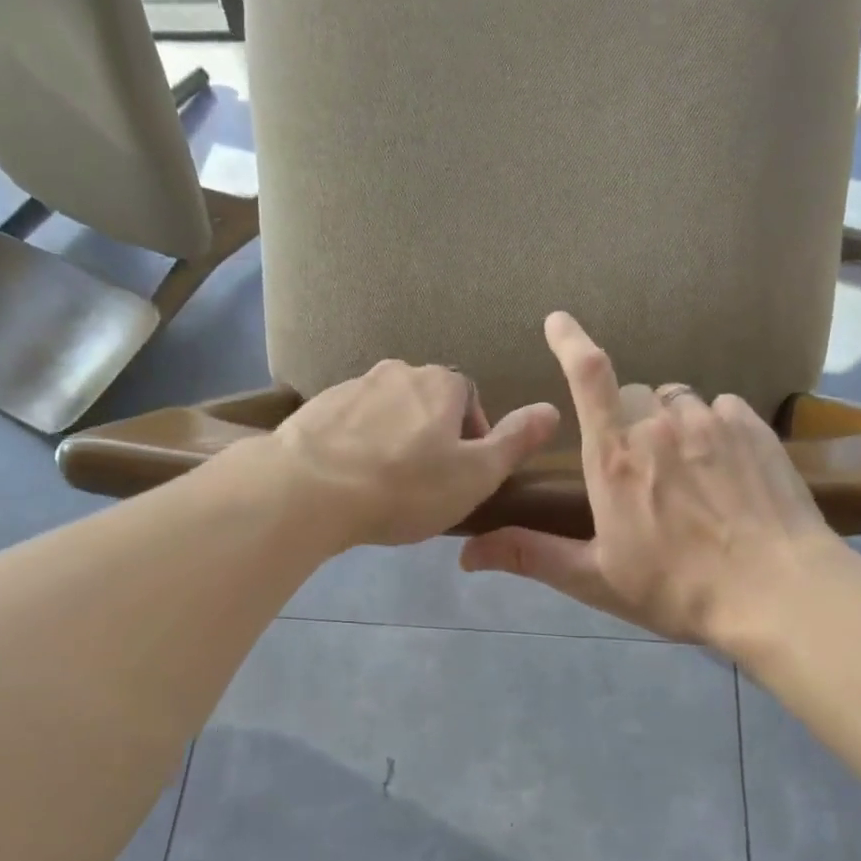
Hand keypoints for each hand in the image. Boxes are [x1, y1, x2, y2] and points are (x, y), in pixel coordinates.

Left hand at [273, 359, 559, 548]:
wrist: (308, 489)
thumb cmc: (405, 486)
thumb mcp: (475, 474)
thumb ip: (515, 441)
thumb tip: (552, 408)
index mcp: (441, 383)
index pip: (470, 399)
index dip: (473, 438)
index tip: (462, 475)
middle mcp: (397, 371)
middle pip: (427, 403)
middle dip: (432, 437)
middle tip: (425, 483)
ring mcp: (351, 386)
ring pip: (386, 412)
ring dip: (392, 440)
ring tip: (384, 485)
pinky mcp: (315, 408)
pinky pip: (349, 424)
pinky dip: (356, 445)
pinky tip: (350, 479)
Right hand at [459, 313, 841, 644]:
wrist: (776, 592)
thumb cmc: (677, 588)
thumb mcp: (595, 579)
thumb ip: (531, 556)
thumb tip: (467, 553)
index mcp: (614, 458)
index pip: (588, 378)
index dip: (569, 341)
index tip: (557, 319)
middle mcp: (660, 426)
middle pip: (634, 395)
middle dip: (627, 419)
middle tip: (638, 470)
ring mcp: (712, 423)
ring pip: (680, 401)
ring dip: (671, 425)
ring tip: (685, 473)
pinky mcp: (754, 429)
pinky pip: (723, 408)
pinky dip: (713, 428)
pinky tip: (723, 468)